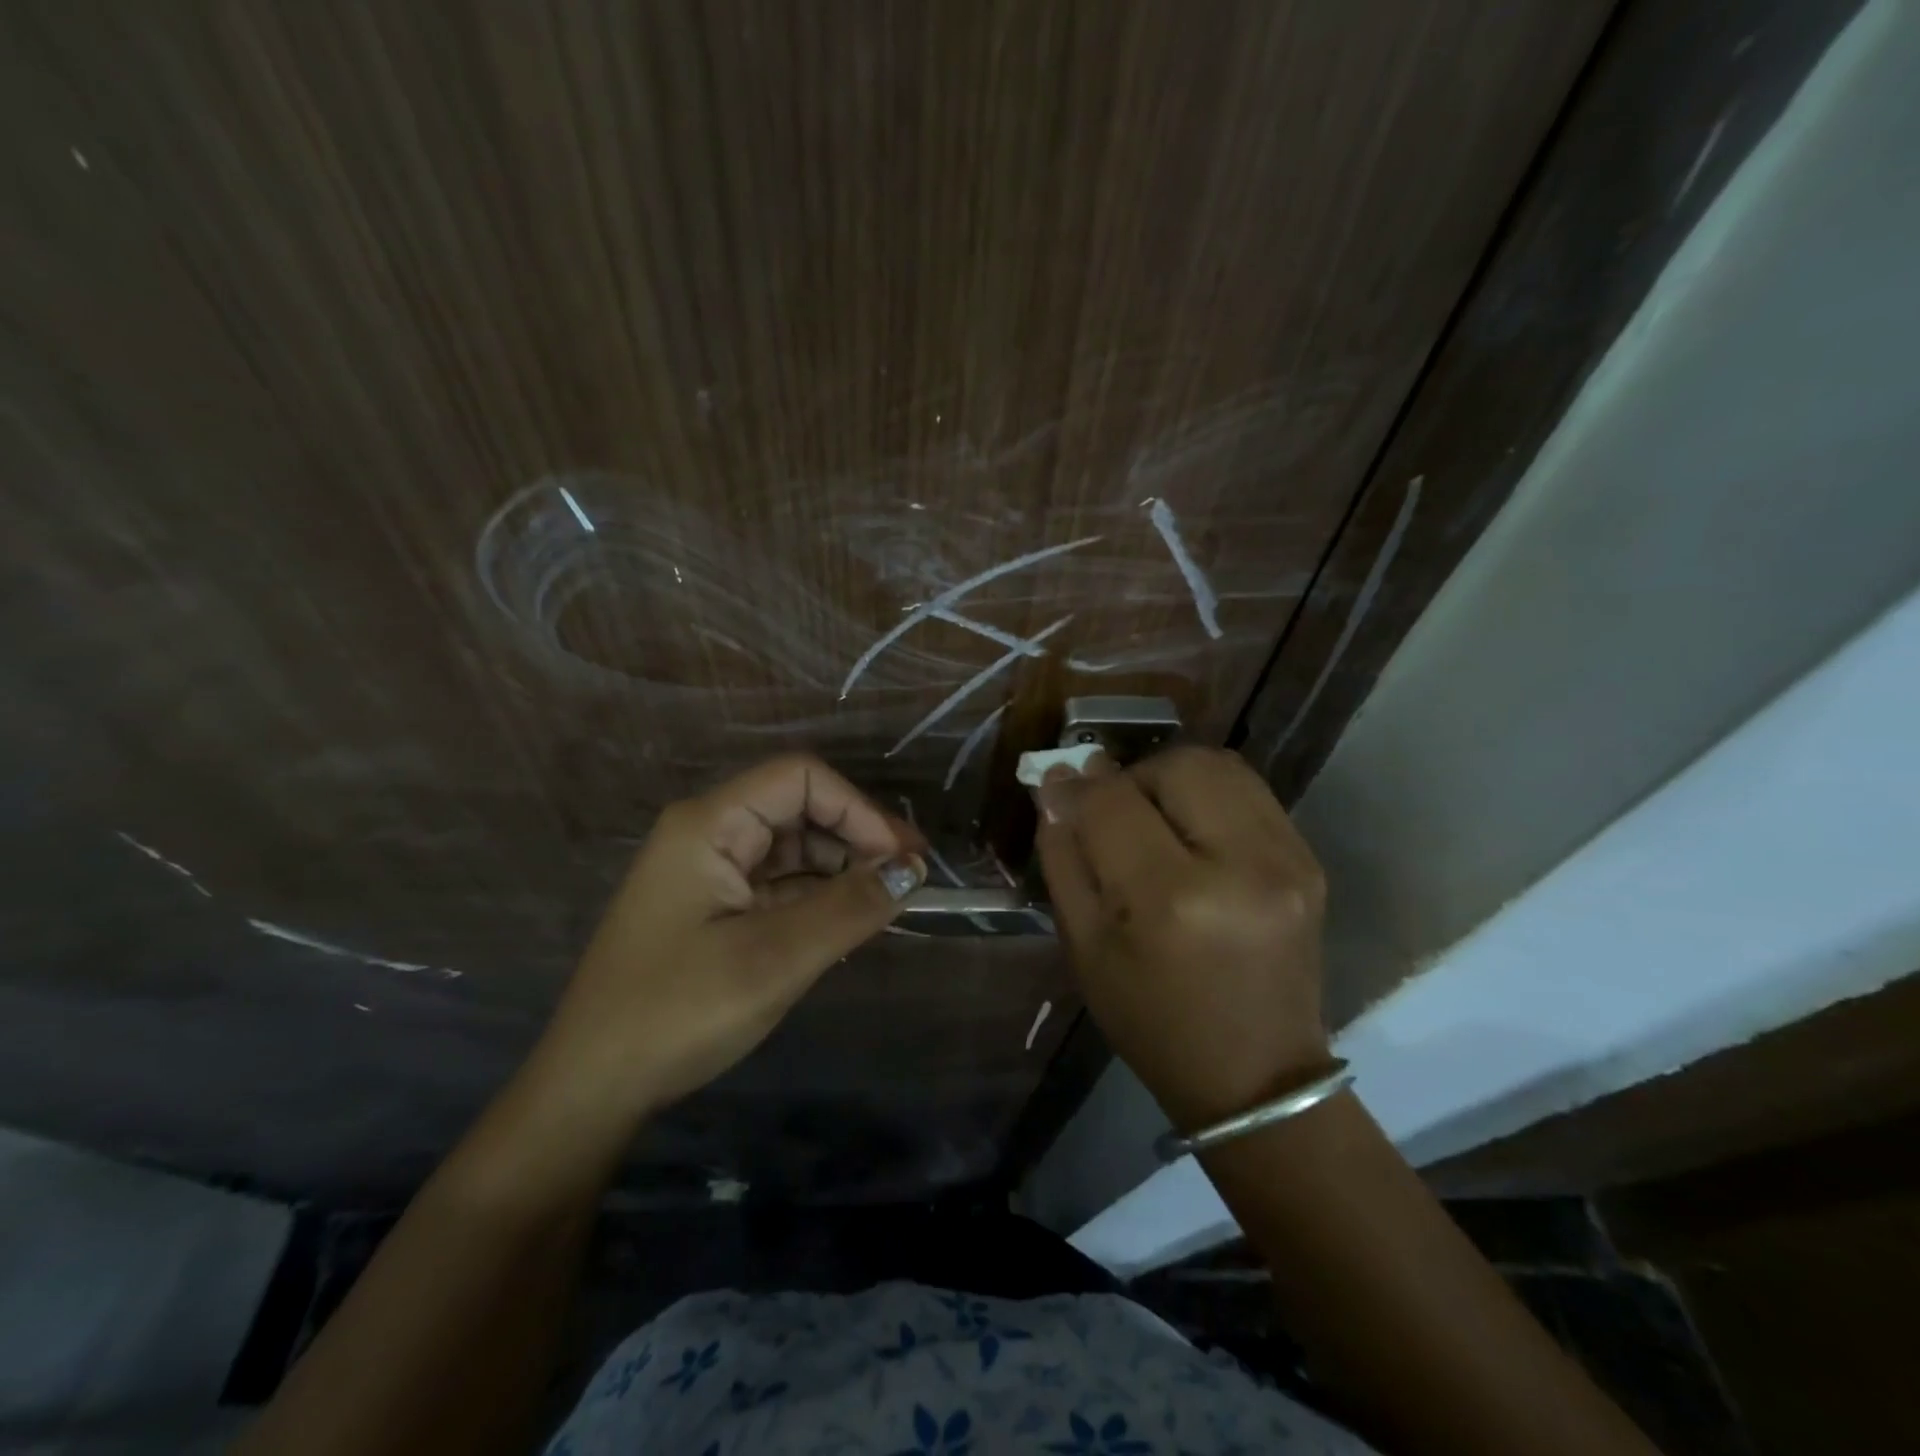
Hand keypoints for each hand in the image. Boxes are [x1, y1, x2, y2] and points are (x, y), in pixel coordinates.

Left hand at [525, 755, 925, 1138]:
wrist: (591, 1090)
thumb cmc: (677, 1013)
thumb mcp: (774, 959)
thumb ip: (849, 907)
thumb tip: (911, 870)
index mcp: (710, 824)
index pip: (801, 779)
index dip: (859, 809)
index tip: (903, 860)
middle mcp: (708, 834)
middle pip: (799, 808)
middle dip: (857, 838)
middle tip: (909, 882)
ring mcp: (708, 871)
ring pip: (793, 848)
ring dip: (841, 870)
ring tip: (886, 906)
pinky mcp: (713, 907)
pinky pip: (778, 884)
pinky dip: (818, 898)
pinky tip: (848, 924)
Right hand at [1034, 746, 1330, 1131]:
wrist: (1256, 1076)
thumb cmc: (1152, 1020)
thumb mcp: (1085, 948)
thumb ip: (1065, 858)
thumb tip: (1056, 786)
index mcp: (1171, 900)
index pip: (1112, 802)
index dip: (1075, 787)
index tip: (1056, 786)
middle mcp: (1240, 865)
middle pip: (1176, 765)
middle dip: (1132, 777)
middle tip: (1115, 814)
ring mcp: (1287, 859)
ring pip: (1219, 765)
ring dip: (1173, 778)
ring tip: (1156, 820)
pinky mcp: (1310, 860)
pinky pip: (1250, 791)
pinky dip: (1210, 796)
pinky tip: (1195, 835)